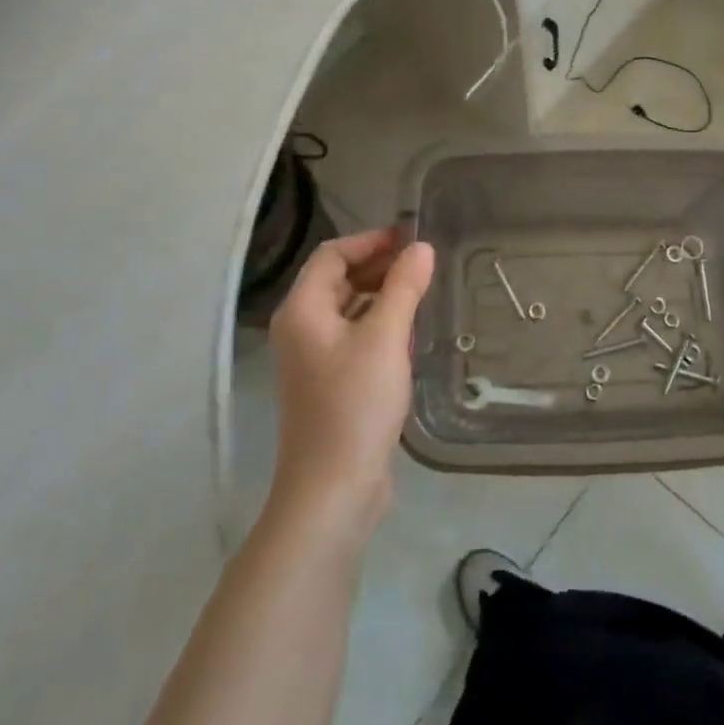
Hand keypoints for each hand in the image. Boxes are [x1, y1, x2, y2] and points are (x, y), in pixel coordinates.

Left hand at [266, 227, 434, 529]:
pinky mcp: (329, 383)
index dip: (371, 241)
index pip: (332, 255)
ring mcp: (313, 359)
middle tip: (422, 262)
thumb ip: (403, 287)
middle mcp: (301, 329)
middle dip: (378, 266)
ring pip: (348, 309)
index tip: (411, 236)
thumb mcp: (385, 338)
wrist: (333, 488)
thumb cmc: (355, 404)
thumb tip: (421, 248)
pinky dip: (379, 324)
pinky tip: (408, 332)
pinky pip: (354, 337)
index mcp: (303, 310)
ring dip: (381, 295)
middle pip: (337, 280)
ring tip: (421, 291)